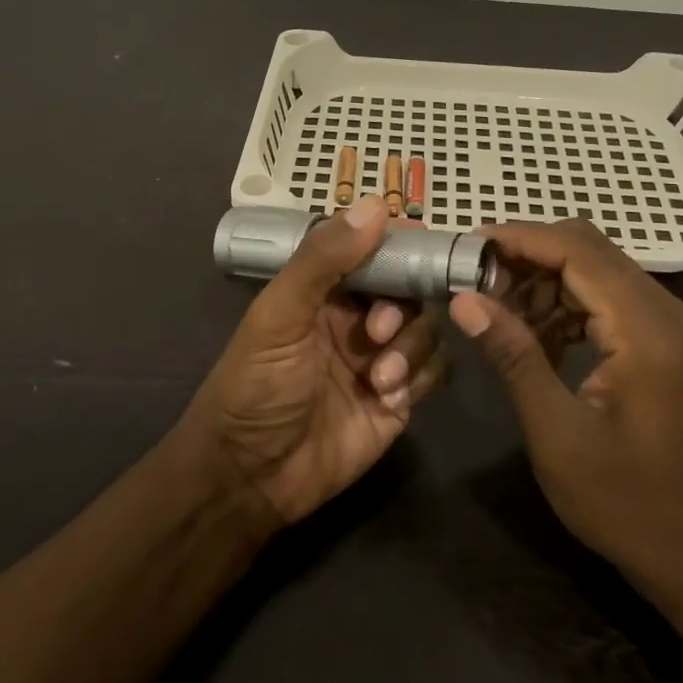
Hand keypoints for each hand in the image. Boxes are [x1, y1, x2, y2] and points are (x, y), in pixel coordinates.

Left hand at [183, 201, 446, 529]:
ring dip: (409, 348)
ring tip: (377, 378)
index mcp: (324, 291)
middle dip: (402, 307)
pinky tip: (386, 398)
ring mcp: (380, 359)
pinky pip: (432, 372)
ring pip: (426, 330)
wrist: (250, 477)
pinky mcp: (398, 400)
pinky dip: (418, 378)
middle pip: (409, 291)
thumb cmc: (255, 386)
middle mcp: (356, 319)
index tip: (423, 246)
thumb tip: (376, 205)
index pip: (374, 252)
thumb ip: (323, 260)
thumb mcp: (279, 315)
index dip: (399, 246)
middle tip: (377, 333)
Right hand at [448, 220, 682, 603]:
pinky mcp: (659, 342)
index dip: (519, 240)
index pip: (577, 251)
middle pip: (588, 249)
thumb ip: (513, 356)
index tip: (466, 246)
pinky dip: (563, 303)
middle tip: (475, 280)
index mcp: (645, 329)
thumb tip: (464, 299)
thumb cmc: (624, 501)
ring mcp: (666, 325)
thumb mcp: (556, 432)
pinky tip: (532, 335)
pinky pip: (604, 298)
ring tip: (496, 310)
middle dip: (527, 255)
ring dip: (543, 279)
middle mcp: (664, 312)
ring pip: (594, 269)